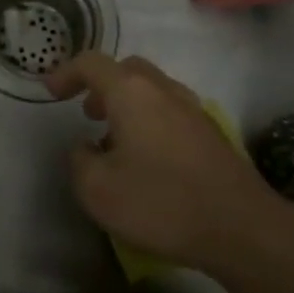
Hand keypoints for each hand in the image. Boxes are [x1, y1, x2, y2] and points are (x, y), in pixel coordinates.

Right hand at [45, 52, 293, 277]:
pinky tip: (147, 159)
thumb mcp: (97, 190)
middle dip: (102, 85)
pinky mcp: (211, 134)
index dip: (67, 73)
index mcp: (132, 92)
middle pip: (127, 69)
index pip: (92, 64)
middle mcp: (163, 90)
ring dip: (128, 104)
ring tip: (114, 140)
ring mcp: (193, 110)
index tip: (51, 93)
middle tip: (87, 113)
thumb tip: (86, 148)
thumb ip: (80, 161)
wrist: (242, 228)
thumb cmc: (162, 203)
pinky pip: (170, 111)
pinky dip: (150, 120)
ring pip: (152, 90)